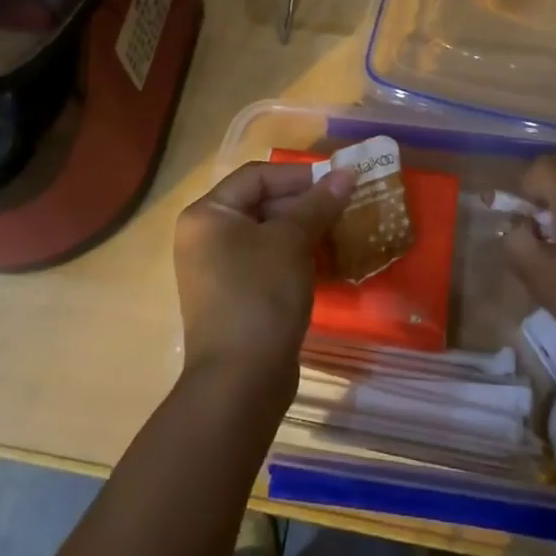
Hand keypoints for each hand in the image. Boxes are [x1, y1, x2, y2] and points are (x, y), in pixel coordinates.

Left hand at [174, 161, 354, 402]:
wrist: (241, 382)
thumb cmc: (260, 296)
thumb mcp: (292, 242)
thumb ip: (318, 204)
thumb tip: (347, 173)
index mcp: (208, 215)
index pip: (257, 176)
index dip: (299, 175)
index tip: (338, 182)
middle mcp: (207, 237)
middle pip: (263, 203)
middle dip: (307, 204)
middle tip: (346, 207)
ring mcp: (220, 270)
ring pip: (270, 235)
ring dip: (307, 231)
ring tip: (344, 231)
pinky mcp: (238, 297)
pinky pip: (270, 262)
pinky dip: (298, 257)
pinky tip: (330, 262)